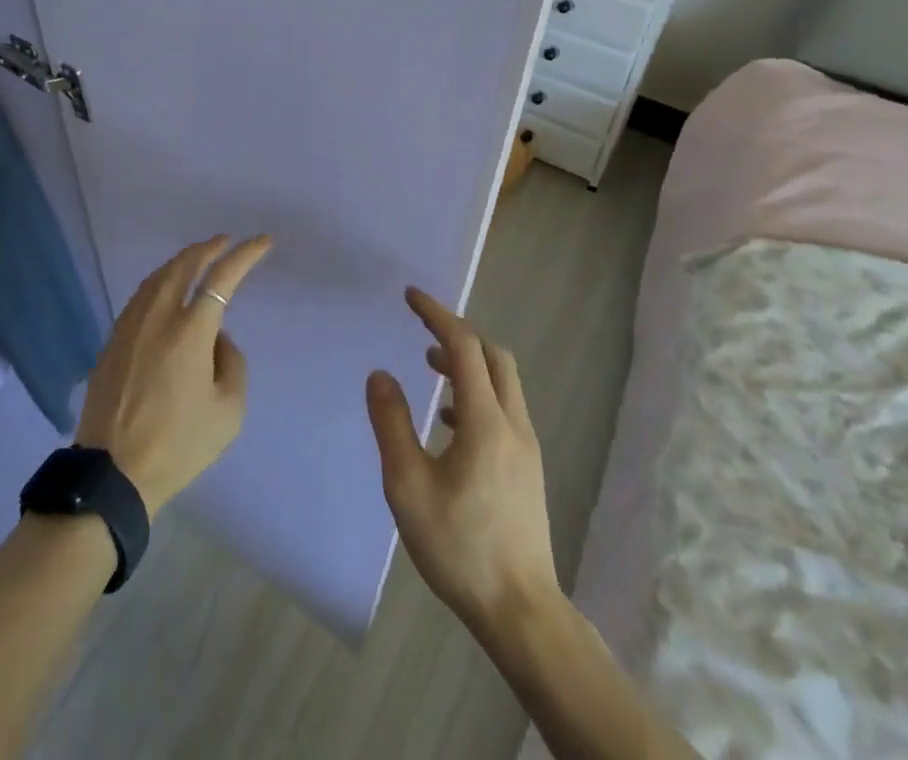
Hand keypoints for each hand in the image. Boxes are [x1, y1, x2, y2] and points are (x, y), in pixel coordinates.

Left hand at [76, 235, 269, 516]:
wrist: (113, 472)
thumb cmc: (178, 445)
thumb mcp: (228, 411)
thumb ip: (232, 363)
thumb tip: (217, 337)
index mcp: (190, 331)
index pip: (222, 277)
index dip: (245, 255)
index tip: (262, 242)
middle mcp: (158, 317)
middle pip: (184, 264)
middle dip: (209, 247)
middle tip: (226, 242)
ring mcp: (130, 325)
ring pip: (158, 276)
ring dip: (182, 261)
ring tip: (199, 260)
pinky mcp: (113, 339)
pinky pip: (141, 295)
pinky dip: (160, 281)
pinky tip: (166, 289)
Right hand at [367, 287, 558, 636]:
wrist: (520, 611)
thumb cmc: (459, 546)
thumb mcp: (408, 485)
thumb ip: (392, 423)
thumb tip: (380, 374)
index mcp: (485, 421)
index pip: (464, 346)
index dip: (437, 314)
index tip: (410, 296)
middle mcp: (513, 424)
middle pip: (493, 355)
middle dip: (458, 332)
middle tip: (423, 328)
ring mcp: (526, 447)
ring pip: (503, 381)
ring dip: (469, 362)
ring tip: (431, 366)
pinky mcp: (528, 467)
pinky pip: (505, 408)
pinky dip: (478, 392)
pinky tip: (451, 421)